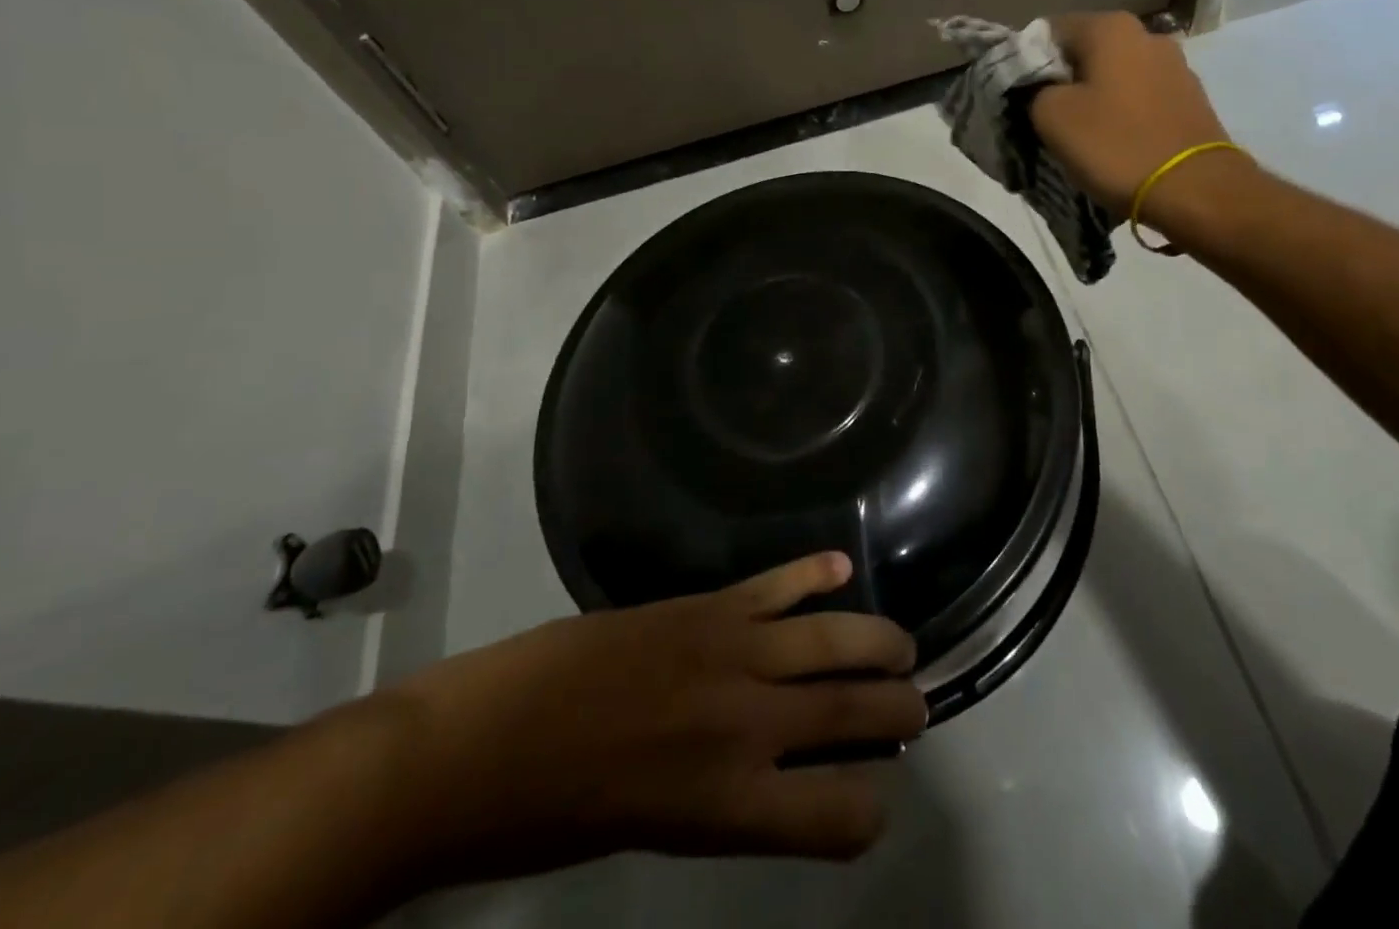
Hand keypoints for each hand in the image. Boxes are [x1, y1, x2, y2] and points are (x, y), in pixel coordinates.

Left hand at [371, 553, 925, 887]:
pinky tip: (840, 568)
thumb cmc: (556, 817)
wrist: (481, 744)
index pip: (840, 817)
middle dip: (897, 711)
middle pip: (853, 715)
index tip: (872, 794)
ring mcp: (729, 654)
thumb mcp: (652, 831)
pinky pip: (775, 585)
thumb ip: (722, 799)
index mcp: (731, 805)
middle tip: (917, 706)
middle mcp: (747, 727)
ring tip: (903, 646)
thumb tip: (773, 768)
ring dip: (878, 641)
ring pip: (831, 641)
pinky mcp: (704, 606)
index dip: (867, 810)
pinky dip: (812, 574)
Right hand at [1030, 12, 1242, 217]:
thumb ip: (1032, 89)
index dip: (1027, 64)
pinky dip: (1121, 115)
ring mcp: (1174, 66)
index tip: (1020, 100)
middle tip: (1045, 122)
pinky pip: (1139, 99)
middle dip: (1061, 83)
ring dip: (1092, 101)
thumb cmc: (1116, 145)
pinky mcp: (1190, 98)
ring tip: (1081, 138)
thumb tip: (1037, 86)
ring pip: (1112, 77)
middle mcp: (1146, 34)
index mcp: (1110, 27)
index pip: (1047, 32)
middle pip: (1083, 53)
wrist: (1195, 191)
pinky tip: (1115, 144)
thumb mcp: (1051, 116)